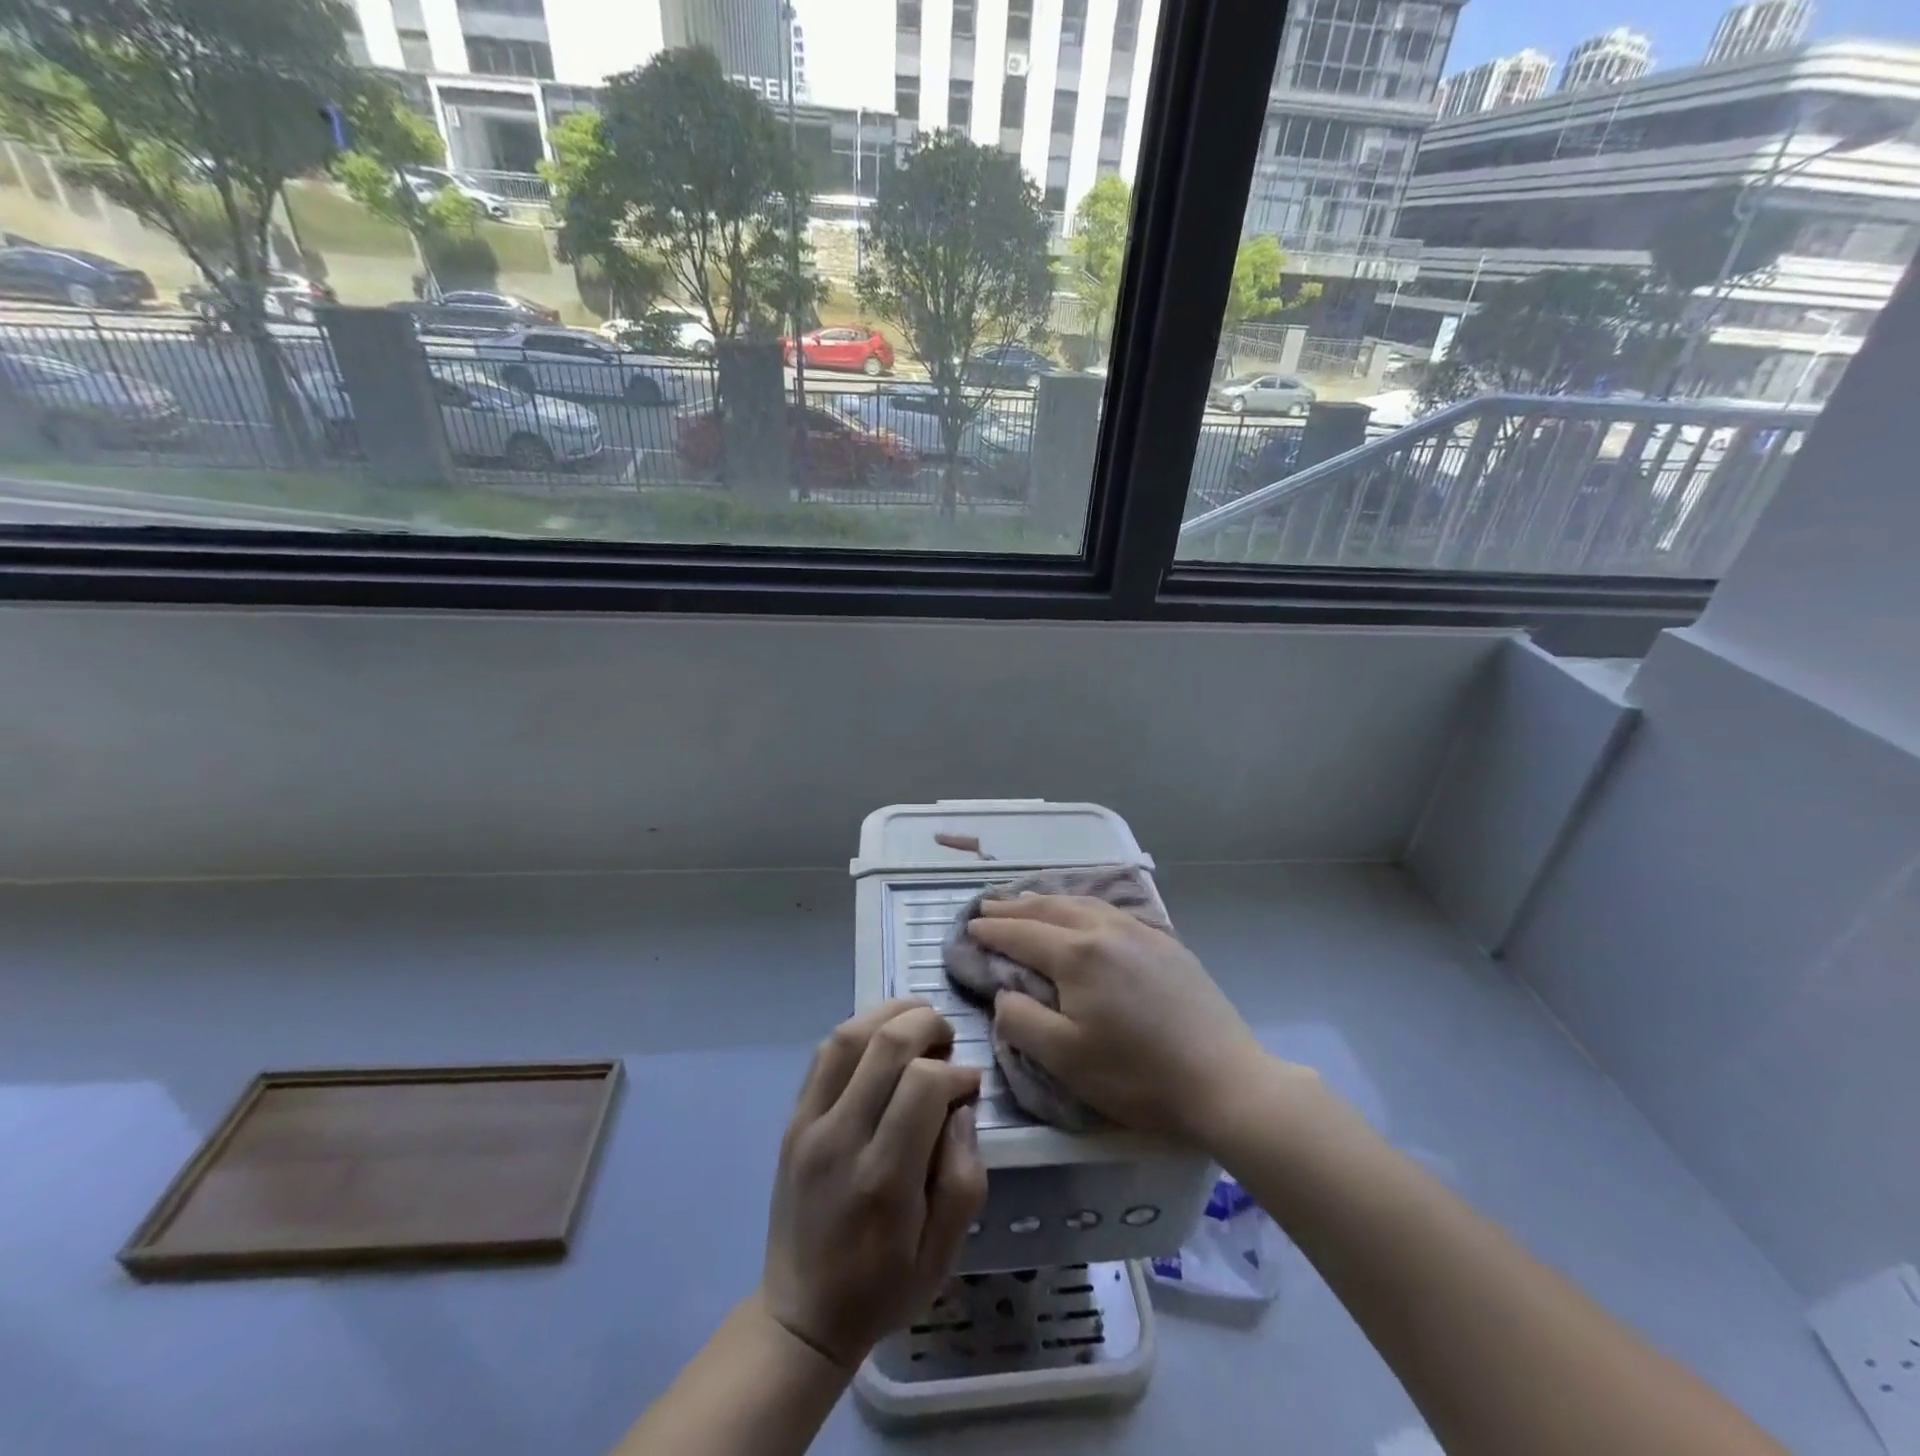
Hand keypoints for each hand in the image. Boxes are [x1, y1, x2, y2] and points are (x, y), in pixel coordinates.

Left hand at [760, 1000, 987, 1369]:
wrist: (801, 1315)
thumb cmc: (883, 1288)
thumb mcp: (944, 1253)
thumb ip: (964, 1176)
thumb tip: (961, 1107)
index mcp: (884, 1180)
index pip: (922, 1084)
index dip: (956, 1071)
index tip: (970, 1084)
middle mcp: (841, 1140)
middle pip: (885, 1045)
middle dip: (927, 1024)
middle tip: (949, 1039)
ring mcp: (808, 1125)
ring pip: (848, 1036)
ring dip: (890, 1014)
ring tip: (919, 1021)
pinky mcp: (792, 1119)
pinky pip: (823, 1054)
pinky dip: (858, 1030)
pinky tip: (882, 1039)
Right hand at [966, 895, 1278, 1145]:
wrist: (1224, 1081)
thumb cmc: (1137, 1076)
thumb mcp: (1065, 1059)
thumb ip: (1021, 1020)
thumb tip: (1004, 992)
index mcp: (1077, 954)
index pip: (1021, 933)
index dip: (991, 930)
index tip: (968, 926)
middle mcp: (1105, 929)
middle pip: (1050, 908)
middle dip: (1014, 907)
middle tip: (988, 906)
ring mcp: (1140, 932)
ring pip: (1083, 903)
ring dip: (1048, 900)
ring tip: (1028, 901)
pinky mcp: (1165, 943)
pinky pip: (1111, 911)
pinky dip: (1083, 906)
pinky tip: (1084, 914)